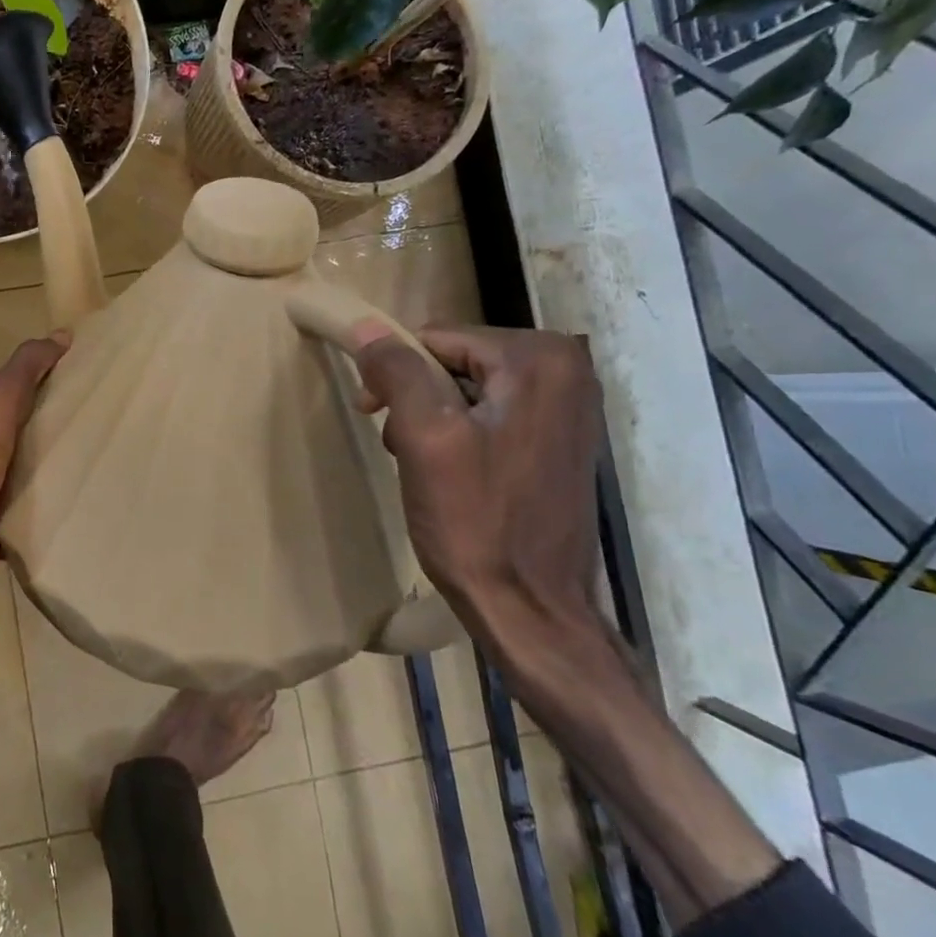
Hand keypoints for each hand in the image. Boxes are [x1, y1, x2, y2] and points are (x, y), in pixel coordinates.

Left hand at [0, 333, 67, 657]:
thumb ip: (24, 370)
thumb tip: (61, 336)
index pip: (2, 399)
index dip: (35, 387)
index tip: (74, 385)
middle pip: (16, 439)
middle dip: (48, 432)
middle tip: (94, 427)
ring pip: (24, 478)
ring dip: (51, 473)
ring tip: (95, 465)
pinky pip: (30, 516)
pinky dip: (50, 510)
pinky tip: (79, 506)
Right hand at [351, 323, 602, 644]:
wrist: (530, 609)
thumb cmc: (475, 521)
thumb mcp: (426, 438)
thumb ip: (398, 371)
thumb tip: (366, 326)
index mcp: (540, 360)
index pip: (439, 337)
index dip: (394, 370)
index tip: (369, 411)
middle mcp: (567, 371)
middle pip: (456, 360)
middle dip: (415, 396)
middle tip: (396, 444)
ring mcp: (568, 408)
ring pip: (469, 388)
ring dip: (432, 417)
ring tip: (419, 463)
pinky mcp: (559, 441)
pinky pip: (492, 414)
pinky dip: (459, 434)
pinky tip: (448, 473)